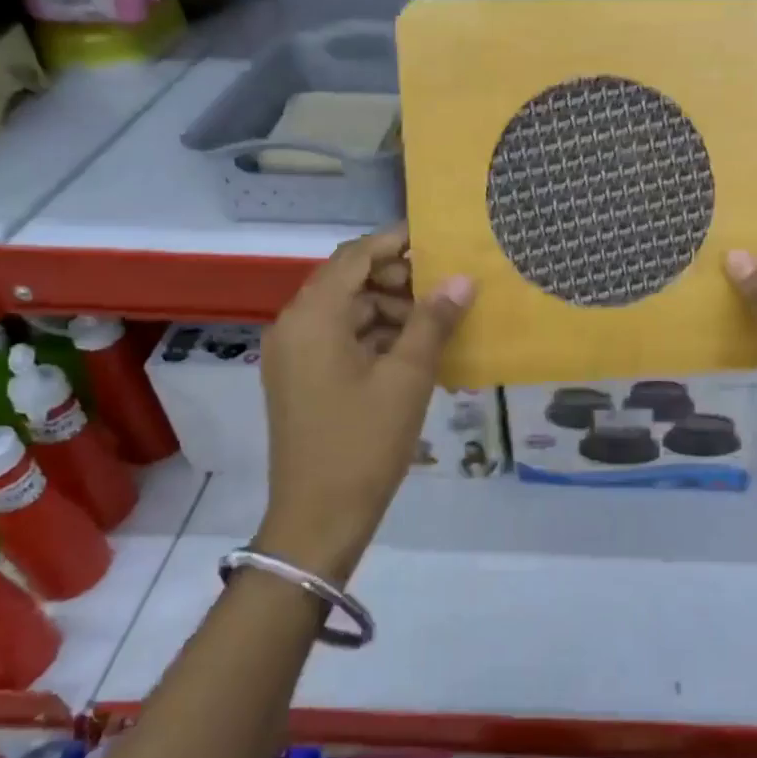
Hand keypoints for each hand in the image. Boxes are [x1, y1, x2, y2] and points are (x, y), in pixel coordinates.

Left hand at [258, 226, 473, 577]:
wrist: (318, 518)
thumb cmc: (363, 443)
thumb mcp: (407, 378)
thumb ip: (433, 321)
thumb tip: (462, 279)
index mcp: (313, 318)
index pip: (354, 257)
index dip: (395, 242)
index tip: (438, 239)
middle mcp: (295, 327)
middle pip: (348, 282)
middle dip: (398, 279)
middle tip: (447, 286)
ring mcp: (294, 356)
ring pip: (347, 312)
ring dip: (390, 310)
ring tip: (438, 322)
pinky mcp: (301, 380)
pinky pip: (340, 340)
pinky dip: (376, 337)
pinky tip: (414, 351)